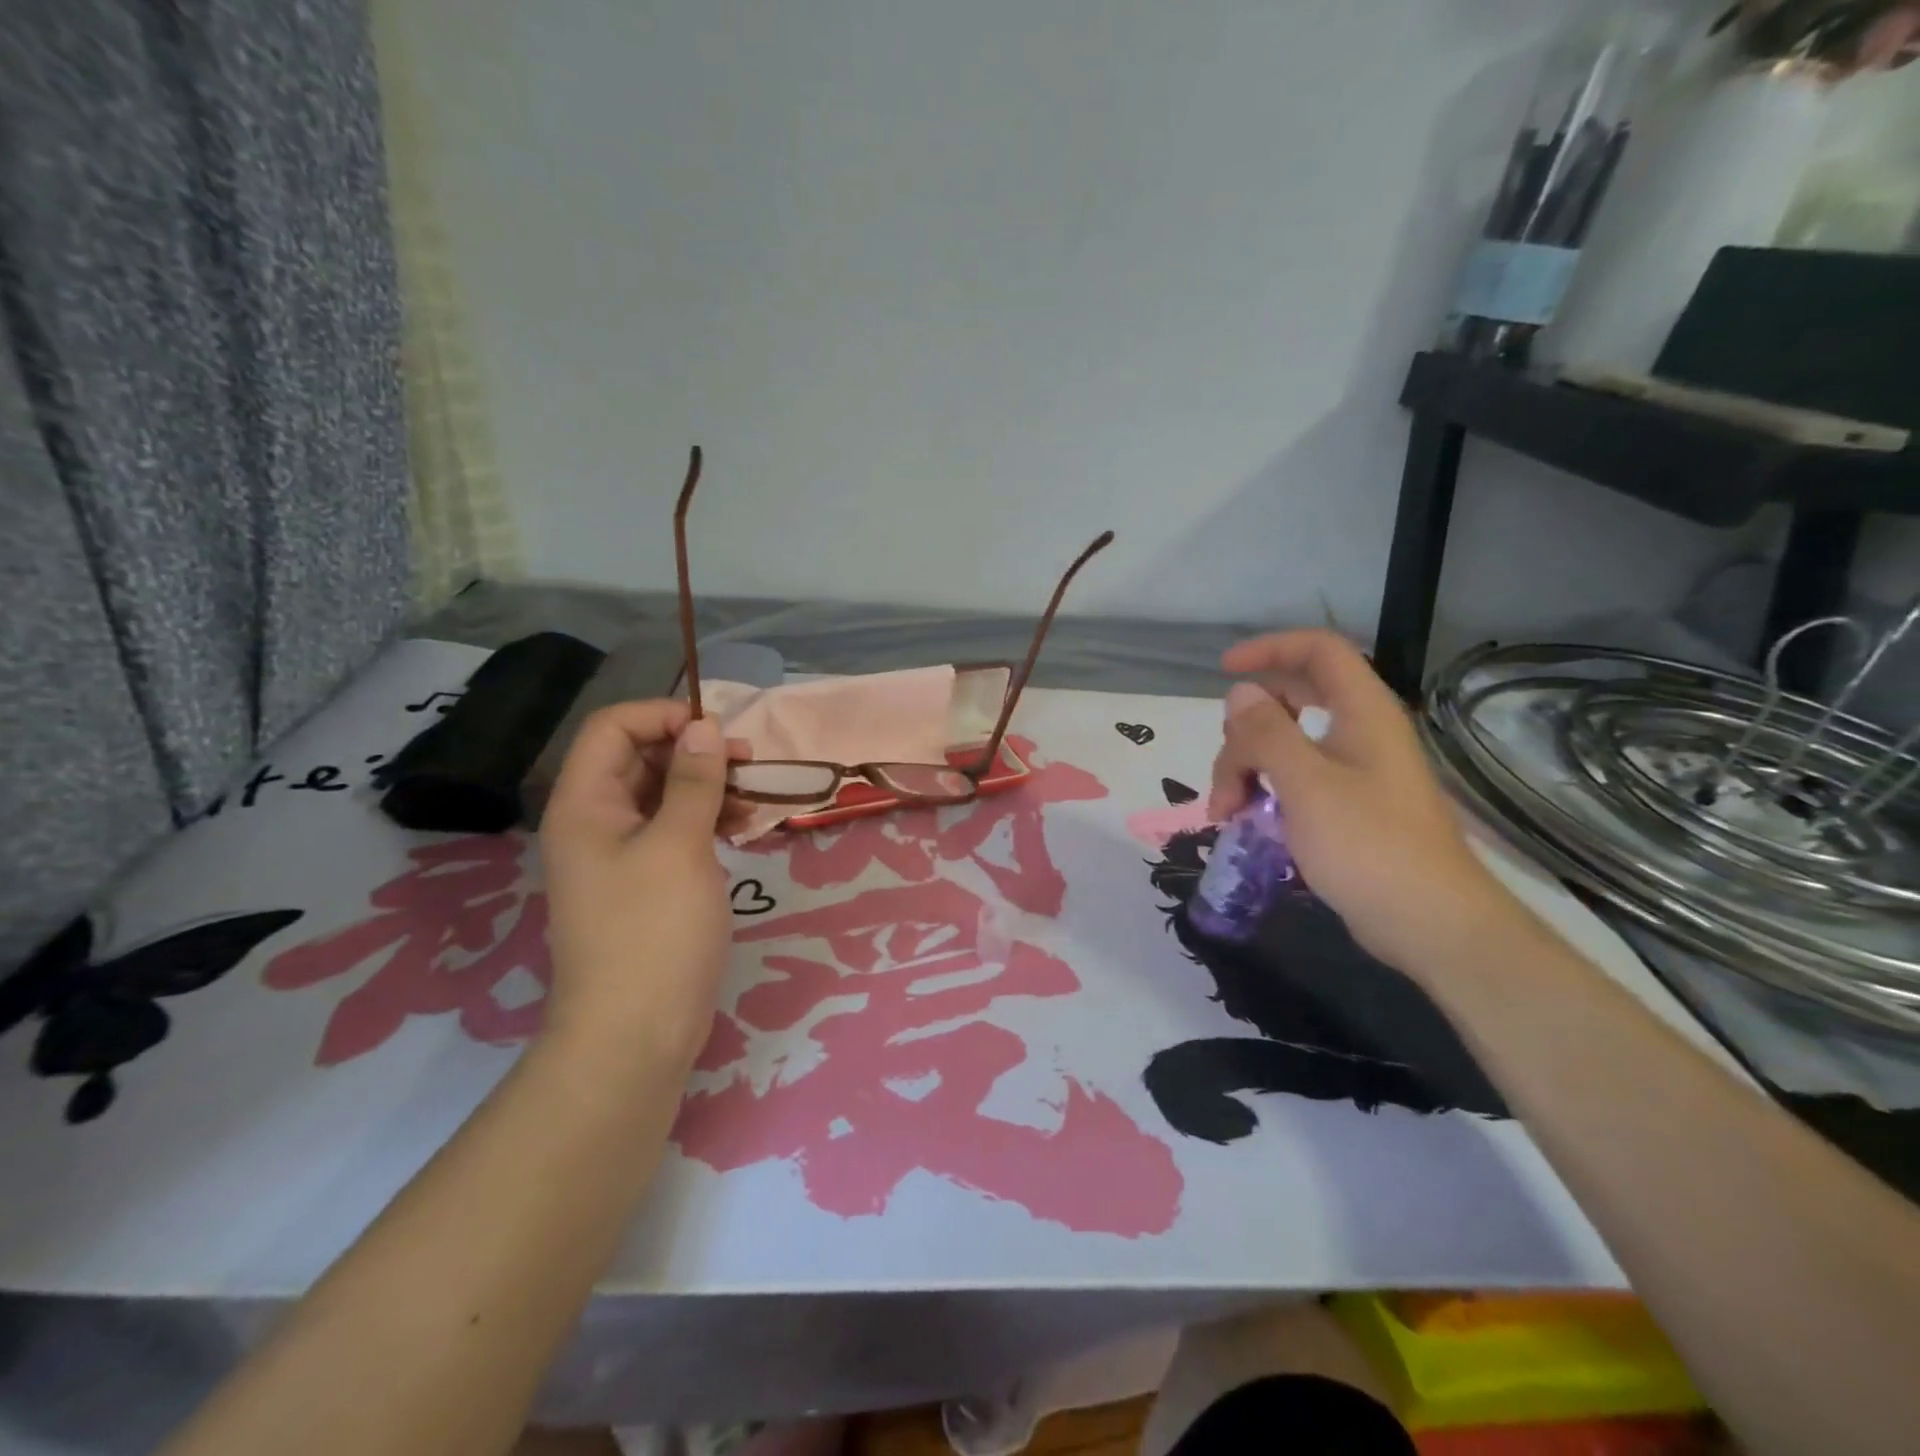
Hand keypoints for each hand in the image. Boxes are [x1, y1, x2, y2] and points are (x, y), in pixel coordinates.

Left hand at [539, 702, 740, 1067]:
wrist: (634, 1034)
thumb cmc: (654, 931)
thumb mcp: (680, 846)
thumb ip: (693, 781)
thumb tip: (704, 728)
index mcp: (585, 804)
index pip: (613, 728)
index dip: (663, 716)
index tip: (717, 732)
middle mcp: (595, 822)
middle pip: (640, 758)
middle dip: (694, 752)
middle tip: (746, 764)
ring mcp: (620, 855)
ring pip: (662, 795)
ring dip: (707, 787)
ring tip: (752, 800)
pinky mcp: (645, 883)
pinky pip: (673, 832)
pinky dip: (706, 821)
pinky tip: (743, 829)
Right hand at [1207, 630, 1511, 974]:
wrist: (1431, 924)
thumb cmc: (1370, 847)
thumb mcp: (1306, 785)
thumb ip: (1267, 734)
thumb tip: (1239, 694)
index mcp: (1362, 713)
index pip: (1318, 651)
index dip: (1270, 649)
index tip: (1224, 671)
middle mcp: (1359, 733)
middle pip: (1291, 701)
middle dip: (1245, 732)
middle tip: (1225, 774)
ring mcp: (1353, 772)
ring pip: (1285, 745)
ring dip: (1246, 769)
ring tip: (1227, 813)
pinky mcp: (1346, 807)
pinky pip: (1294, 780)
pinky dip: (1264, 792)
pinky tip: (1246, 822)